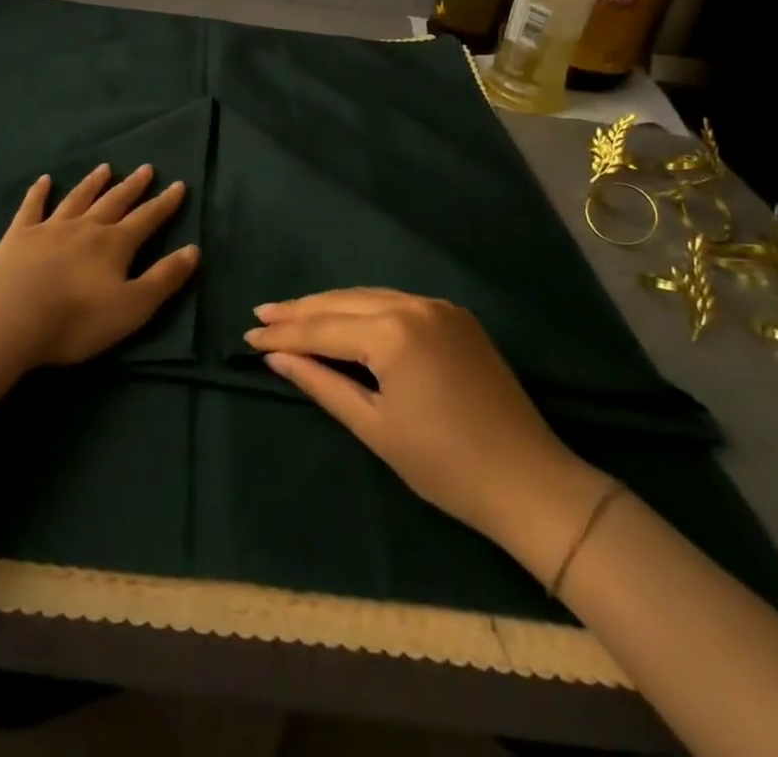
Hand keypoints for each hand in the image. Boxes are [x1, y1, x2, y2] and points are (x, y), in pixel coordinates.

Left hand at [0, 164, 199, 366]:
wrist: (10, 315)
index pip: (147, 219)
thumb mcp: (132, 307)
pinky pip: (32, 208)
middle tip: (146, 168)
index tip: (178, 185)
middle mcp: (86, 228)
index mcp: (115, 245)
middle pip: (114, 201)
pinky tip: (44, 181)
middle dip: (132, 186)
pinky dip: (38, 193)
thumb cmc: (77, 318)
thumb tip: (194, 250)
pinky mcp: (19, 237)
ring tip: (105, 168)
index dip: (165, 204)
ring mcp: (50, 228)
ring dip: (93, 183)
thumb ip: (164, 278)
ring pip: (78, 199)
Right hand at [245, 289, 606, 570]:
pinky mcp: (455, 316)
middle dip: (300, 310)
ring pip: (369, 295)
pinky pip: (396, 301)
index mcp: (393, 333)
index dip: (283, 335)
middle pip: (342, 301)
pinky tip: (343, 316)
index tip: (248, 336)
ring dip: (330, 305)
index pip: (323, 328)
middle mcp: (414, 305)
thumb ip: (322, 383)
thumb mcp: (374, 427)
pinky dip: (363, 308)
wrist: (530, 481)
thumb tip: (278, 359)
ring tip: (292, 313)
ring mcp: (438, 306)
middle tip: (261, 315)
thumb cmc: (444, 465)